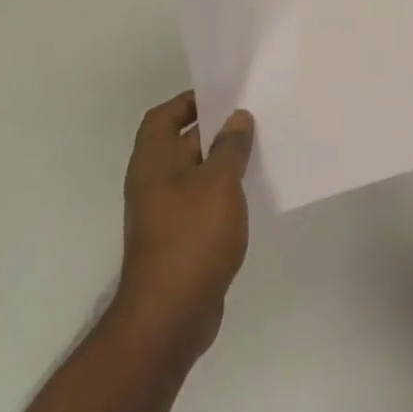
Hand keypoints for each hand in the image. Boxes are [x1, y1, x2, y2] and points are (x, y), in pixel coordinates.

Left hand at [118, 91, 255, 358]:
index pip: (163, 117)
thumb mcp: (218, 183)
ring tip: (260, 152)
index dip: (189, 102)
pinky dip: (223, 193)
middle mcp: (153, 183)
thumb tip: (237, 118)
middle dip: (214, 131)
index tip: (225, 97)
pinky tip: (250, 195)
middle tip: (254, 120)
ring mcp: (165, 214)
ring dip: (222, 163)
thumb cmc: (192, 237)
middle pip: (181, 143)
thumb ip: (230, 147)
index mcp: (153, 162)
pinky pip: (202, 203)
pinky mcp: (180, 240)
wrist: (171, 314)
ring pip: (195, 175)